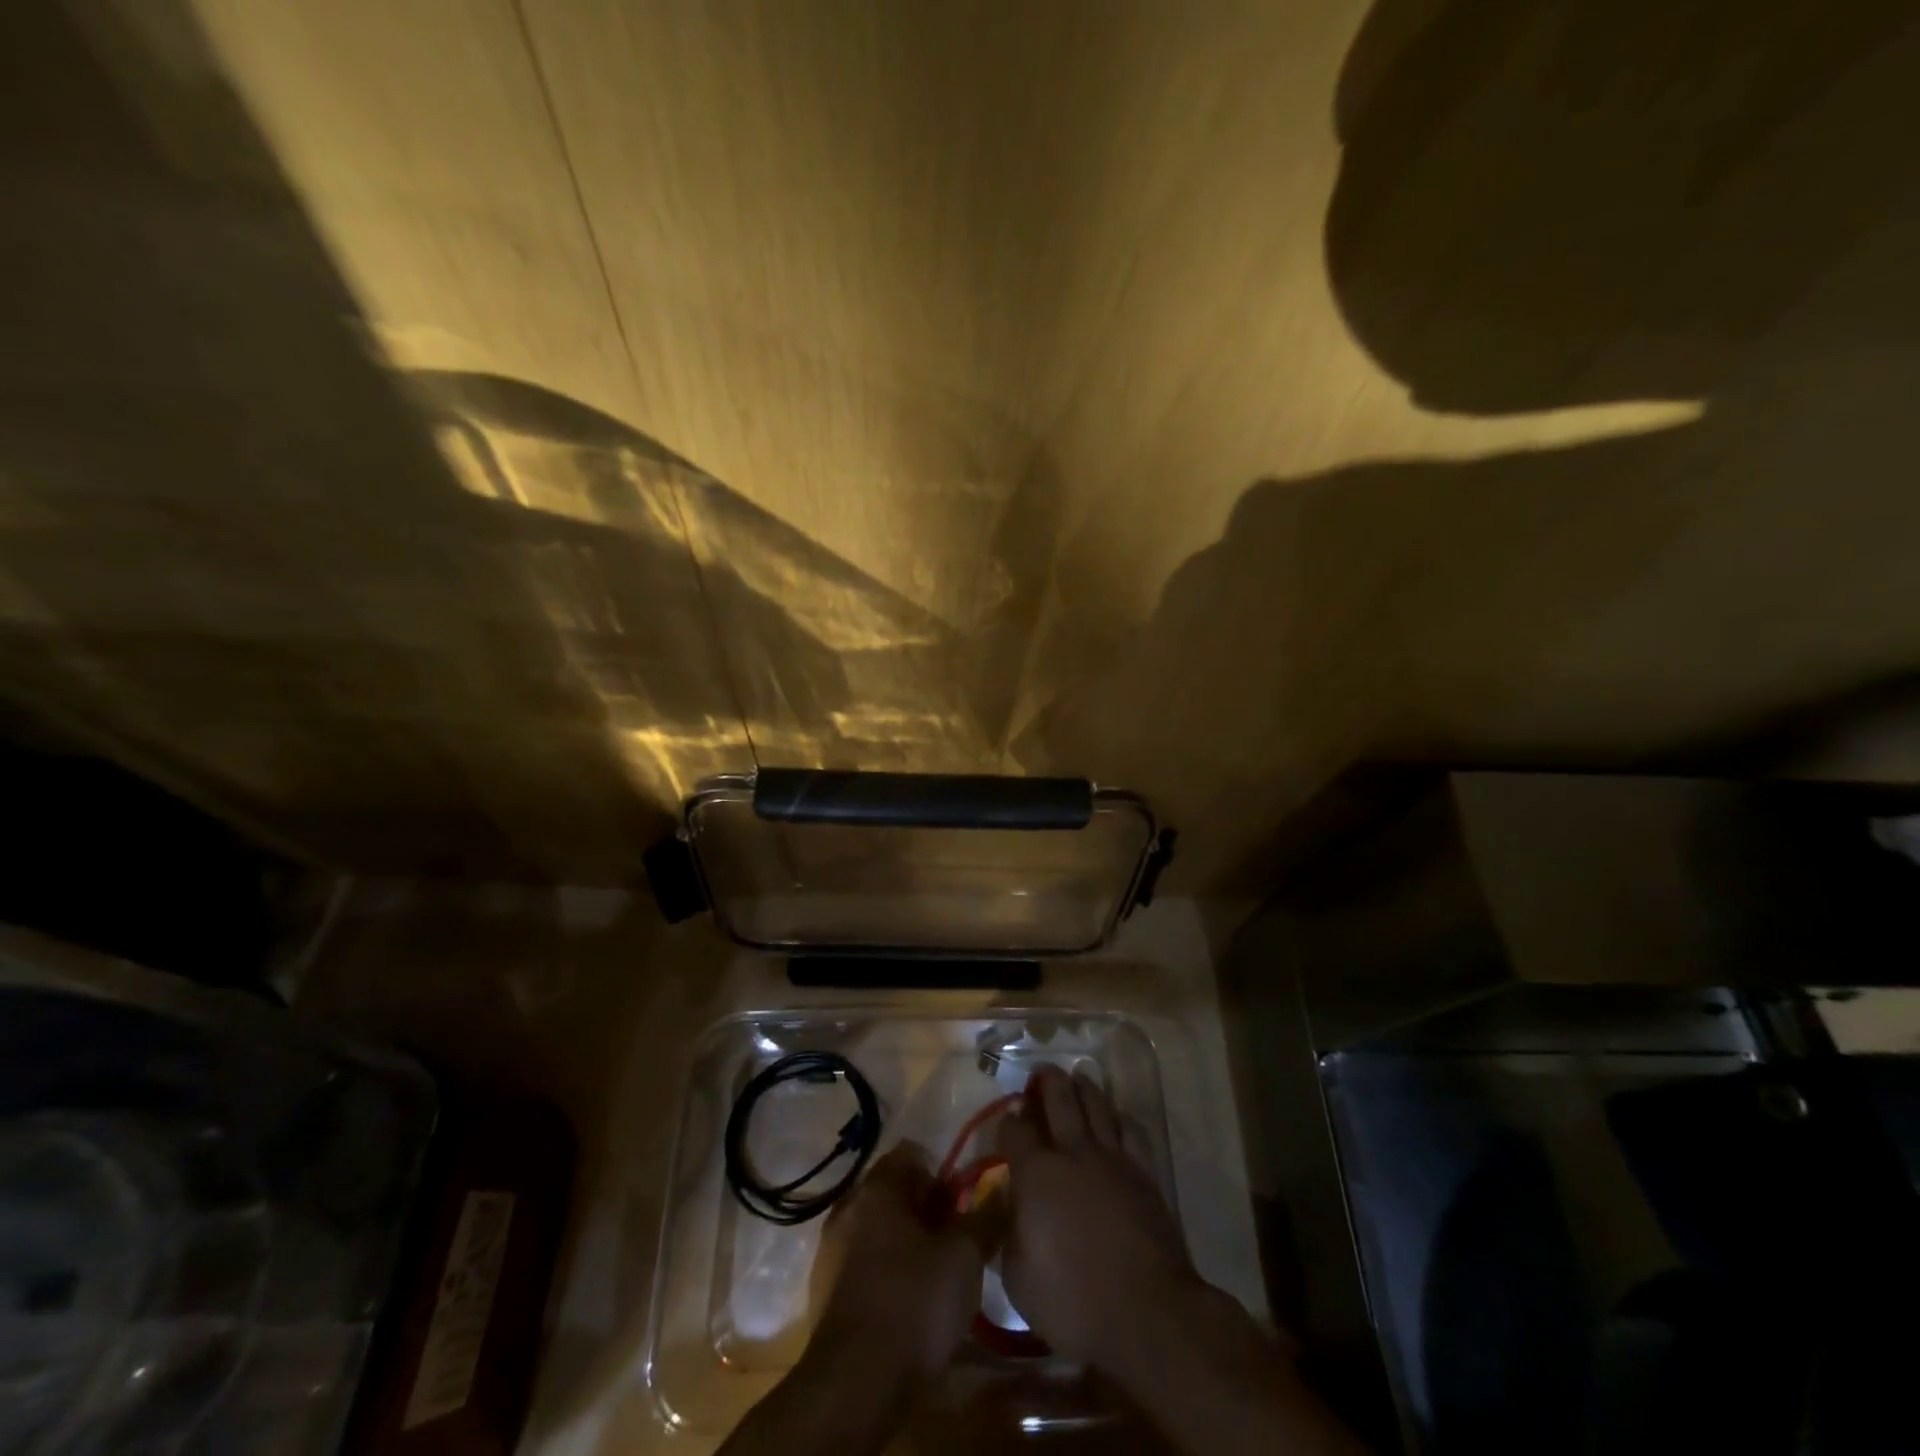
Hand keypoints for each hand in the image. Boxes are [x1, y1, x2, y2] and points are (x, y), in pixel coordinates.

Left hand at [812, 1143, 982, 1375]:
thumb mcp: (964, 1257)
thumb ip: (985, 1217)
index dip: (942, 1175)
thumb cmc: (915, 1302)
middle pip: (894, 1191)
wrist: (856, 1383)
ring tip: (934, 1276)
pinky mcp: (825, 1289)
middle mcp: (848, 1206)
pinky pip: (862, 1262)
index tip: (961, 1207)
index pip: (912, 1155)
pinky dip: (885, 1271)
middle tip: (954, 1242)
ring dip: (905, 1242)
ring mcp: (831, 1249)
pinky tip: (906, 1303)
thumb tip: (1002, 1189)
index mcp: (877, 1187)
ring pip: (878, 1228)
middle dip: (925, 1210)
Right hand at [994, 1066, 1198, 1373]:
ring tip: (1076, 1078)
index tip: (1005, 1130)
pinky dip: (1120, 1117)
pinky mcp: (1144, 1172)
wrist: (1148, 1314)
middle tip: (1040, 1074)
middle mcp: (1072, 1152)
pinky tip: (1116, 1117)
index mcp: (1036, 1173)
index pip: (1014, 1130)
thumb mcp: (1018, 1279)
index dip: (1006, 1124)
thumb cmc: (1074, 1302)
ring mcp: (1112, 1157)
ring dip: (1083, 1087)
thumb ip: (1010, 1234)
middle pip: (1058, 1097)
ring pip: (1096, 1103)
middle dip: (1046, 1081)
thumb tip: (1013, 1213)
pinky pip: (1131, 1129)